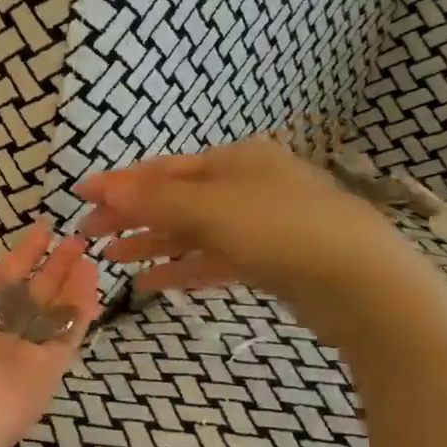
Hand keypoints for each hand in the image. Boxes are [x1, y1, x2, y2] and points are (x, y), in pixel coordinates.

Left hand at [0, 223, 101, 446]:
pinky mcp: (46, 372)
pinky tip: (91, 275)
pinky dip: (80, 305)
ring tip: (85, 249)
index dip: (15, 255)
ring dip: (67, 279)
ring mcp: (17, 354)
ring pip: (48, 311)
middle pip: (23, 293)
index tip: (41, 230)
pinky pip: (66, 332)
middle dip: (46, 264)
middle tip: (72, 238)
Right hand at [75, 137, 446, 350]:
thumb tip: (102, 187)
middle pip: (174, 200)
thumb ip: (153, 201)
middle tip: (89, 235)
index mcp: (234, 160)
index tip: (80, 197)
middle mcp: (246, 185)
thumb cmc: (283, 231)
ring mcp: (260, 224)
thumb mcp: (211, 210)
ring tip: (113, 260)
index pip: (162, 170)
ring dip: (151, 244)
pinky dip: (182, 268)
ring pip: (191, 232)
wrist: (366, 286)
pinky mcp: (269, 260)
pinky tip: (151, 284)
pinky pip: (213, 259)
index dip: (119, 184)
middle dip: (131, 217)